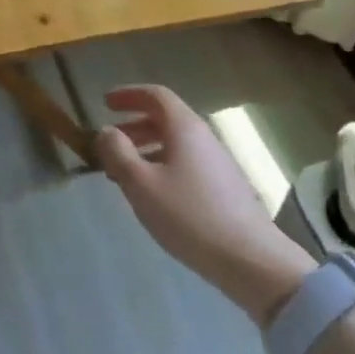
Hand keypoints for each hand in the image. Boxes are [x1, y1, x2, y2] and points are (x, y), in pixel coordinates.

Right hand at [95, 85, 314, 325]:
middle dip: (133, 126)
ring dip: (146, 149)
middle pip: (165, 119)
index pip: (156, 95)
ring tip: (123, 173)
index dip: (128, 94)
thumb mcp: (141, 184)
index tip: (105, 102)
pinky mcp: (224, 187)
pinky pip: (185, 162)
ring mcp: (217, 162)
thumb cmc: (188, 215)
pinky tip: (152, 194)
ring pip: (175, 143)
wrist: (249, 258)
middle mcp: (203, 137)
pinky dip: (162, 165)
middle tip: (109, 143)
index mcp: (185, 128)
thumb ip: (118, 153)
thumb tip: (106, 131)